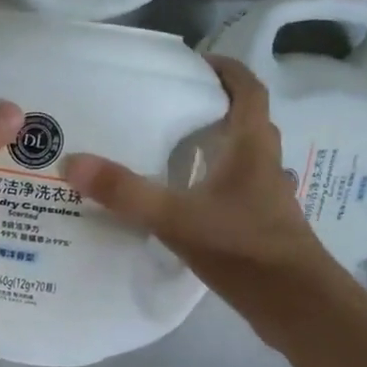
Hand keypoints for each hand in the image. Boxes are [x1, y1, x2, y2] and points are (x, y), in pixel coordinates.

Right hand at [63, 55, 336, 302]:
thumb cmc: (242, 248)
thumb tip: (72, 162)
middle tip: (173, 105)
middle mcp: (264, 164)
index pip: (248, 91)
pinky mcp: (262, 224)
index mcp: (252, 147)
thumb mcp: (175, 217)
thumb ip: (125, 192)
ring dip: (216, 145)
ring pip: (243, 157)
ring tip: (174, 148)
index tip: (196, 62)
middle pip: (246, 121)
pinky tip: (188, 199)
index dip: (226, 70)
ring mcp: (267, 197)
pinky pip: (237, 188)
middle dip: (215, 106)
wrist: (295, 303)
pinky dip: (215, 182)